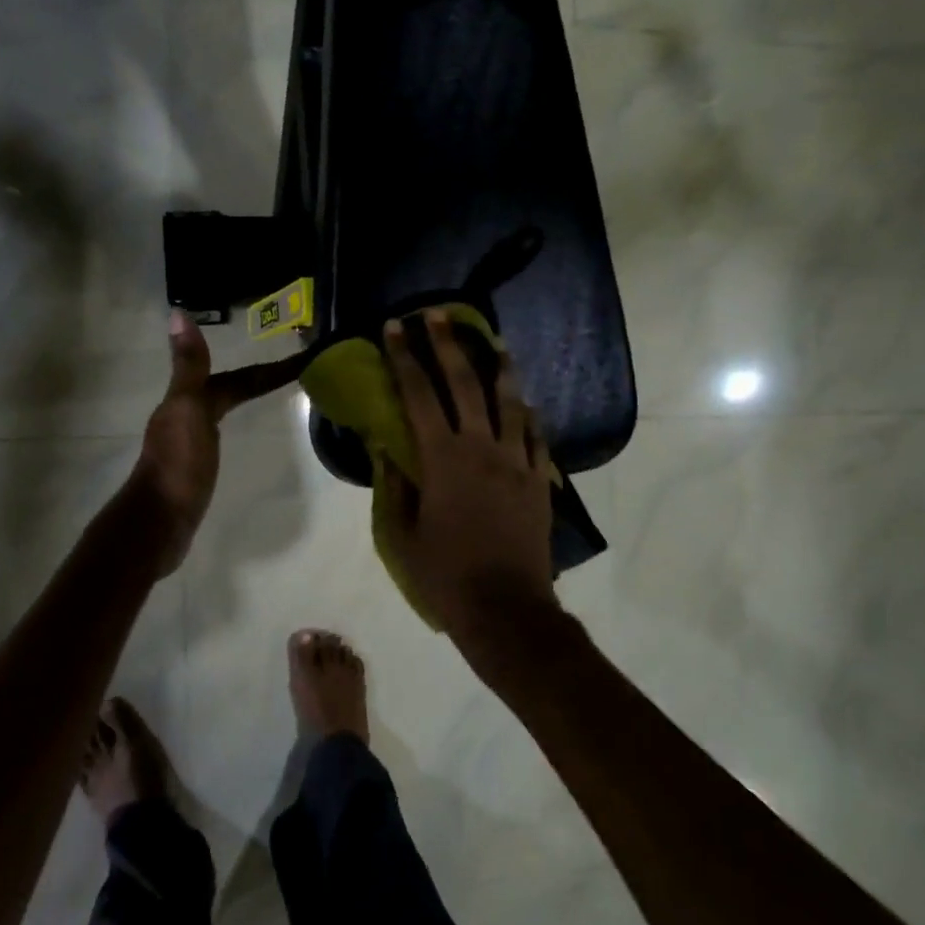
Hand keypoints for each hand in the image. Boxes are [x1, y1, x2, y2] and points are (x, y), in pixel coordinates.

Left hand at [131, 311, 304, 576]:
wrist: (159, 521)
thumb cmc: (178, 465)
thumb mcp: (187, 409)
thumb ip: (189, 365)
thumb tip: (179, 313)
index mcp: (189, 401)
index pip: (236, 379)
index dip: (267, 370)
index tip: (302, 360)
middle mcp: (186, 416)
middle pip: (228, 390)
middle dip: (258, 379)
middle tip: (296, 373)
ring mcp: (188, 443)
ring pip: (221, 410)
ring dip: (244, 398)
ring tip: (272, 396)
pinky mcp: (193, 468)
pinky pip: (218, 435)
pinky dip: (234, 424)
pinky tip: (238, 434)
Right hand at [381, 311, 555, 640]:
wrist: (506, 609)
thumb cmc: (445, 576)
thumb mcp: (403, 535)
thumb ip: (394, 486)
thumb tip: (385, 449)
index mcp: (442, 459)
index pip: (418, 394)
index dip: (404, 357)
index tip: (394, 328)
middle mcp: (481, 448)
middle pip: (465, 383)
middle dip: (447, 344)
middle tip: (438, 315)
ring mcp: (516, 461)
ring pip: (509, 401)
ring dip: (499, 367)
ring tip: (495, 342)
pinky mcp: (539, 480)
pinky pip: (535, 436)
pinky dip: (526, 415)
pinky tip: (523, 403)